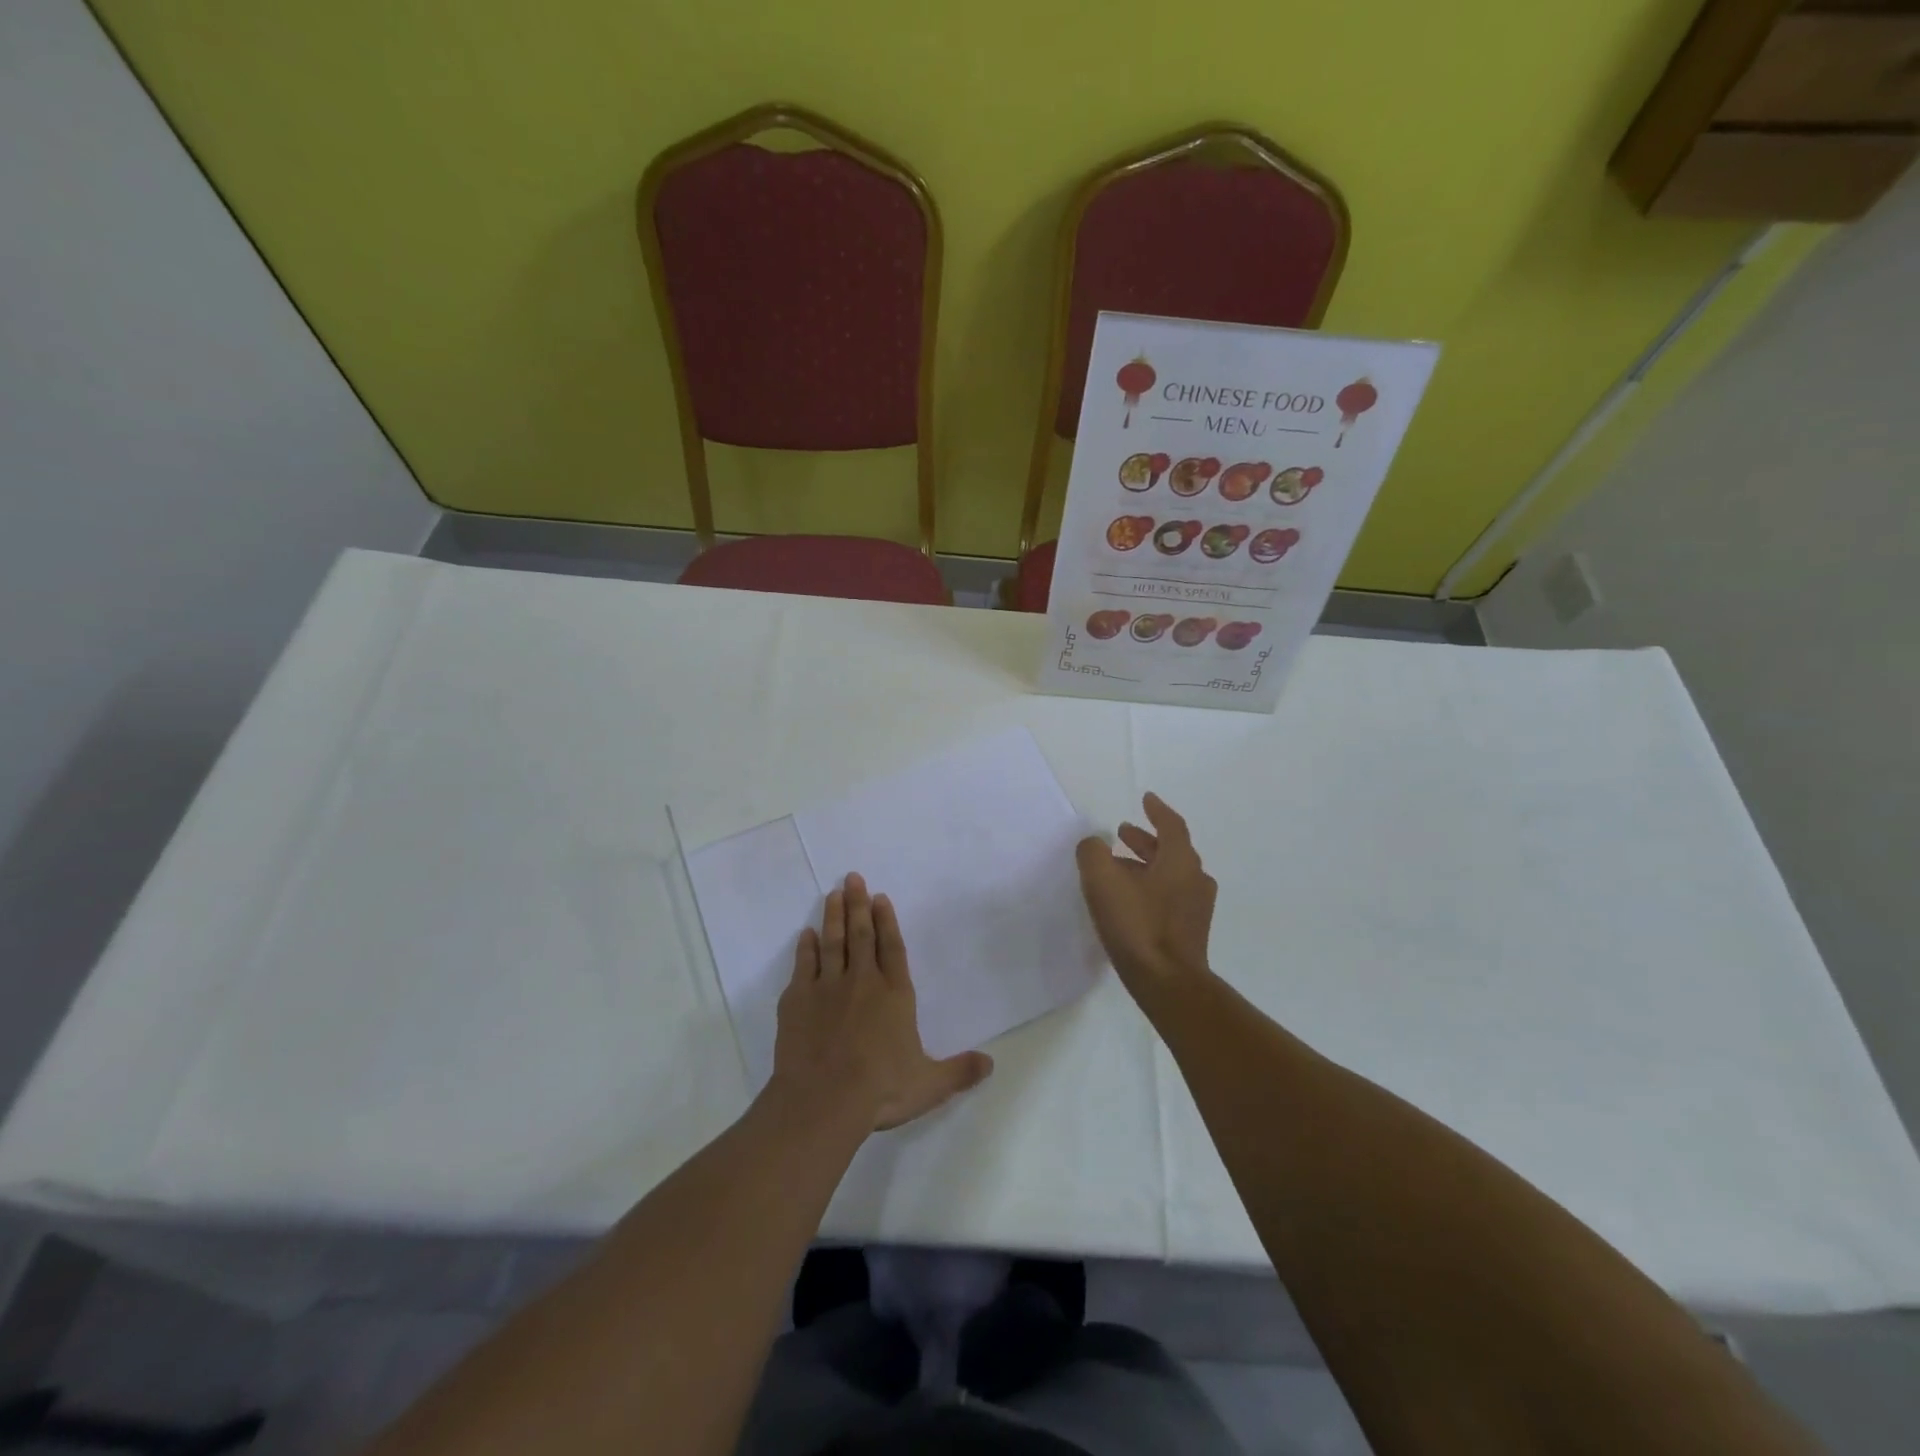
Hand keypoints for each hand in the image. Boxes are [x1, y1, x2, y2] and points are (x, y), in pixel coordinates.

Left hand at [770, 873, 993, 1132]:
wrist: (823, 1101)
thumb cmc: (880, 1090)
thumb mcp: (929, 1085)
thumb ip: (959, 1071)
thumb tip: (991, 1064)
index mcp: (895, 995)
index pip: (892, 948)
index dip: (887, 921)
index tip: (881, 897)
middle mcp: (862, 982)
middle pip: (861, 935)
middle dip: (858, 904)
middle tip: (853, 878)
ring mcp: (827, 988)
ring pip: (832, 943)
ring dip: (833, 917)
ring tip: (833, 894)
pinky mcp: (797, 1001)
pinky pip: (803, 965)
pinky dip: (805, 948)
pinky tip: (806, 934)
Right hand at [1076, 793, 1216, 998]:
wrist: (1167, 983)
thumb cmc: (1137, 925)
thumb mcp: (1103, 881)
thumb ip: (1093, 853)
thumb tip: (1093, 844)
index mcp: (1180, 861)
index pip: (1171, 825)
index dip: (1157, 810)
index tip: (1145, 799)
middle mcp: (1195, 879)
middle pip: (1172, 850)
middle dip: (1146, 839)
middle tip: (1122, 833)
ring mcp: (1196, 908)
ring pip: (1171, 874)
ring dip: (1146, 864)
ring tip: (1119, 866)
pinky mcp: (1190, 932)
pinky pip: (1170, 896)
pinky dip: (1151, 887)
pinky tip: (1130, 900)